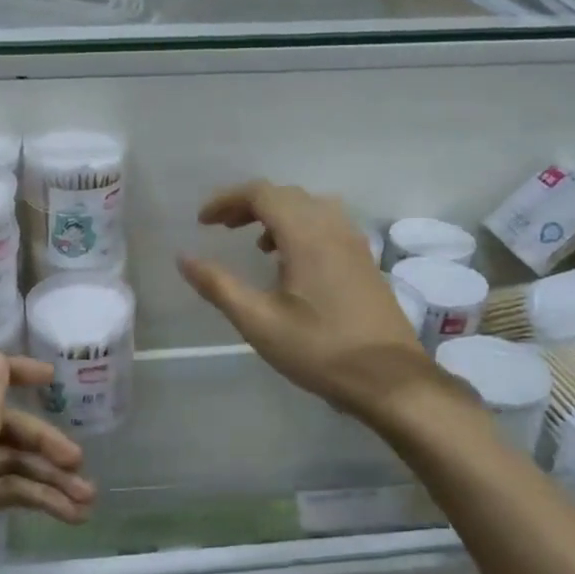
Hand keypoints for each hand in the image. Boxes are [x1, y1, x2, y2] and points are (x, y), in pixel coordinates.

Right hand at [177, 180, 438, 422]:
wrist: (391, 379)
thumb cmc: (320, 349)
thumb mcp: (259, 322)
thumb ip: (218, 286)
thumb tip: (183, 258)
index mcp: (306, 234)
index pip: (261, 194)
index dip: (227, 200)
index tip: (203, 222)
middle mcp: (333, 227)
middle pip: (285, 195)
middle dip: (249, 204)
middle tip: (222, 228)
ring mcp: (354, 242)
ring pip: (309, 207)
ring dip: (277, 214)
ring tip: (256, 244)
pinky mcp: (365, 260)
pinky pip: (327, 224)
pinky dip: (301, 228)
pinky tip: (292, 264)